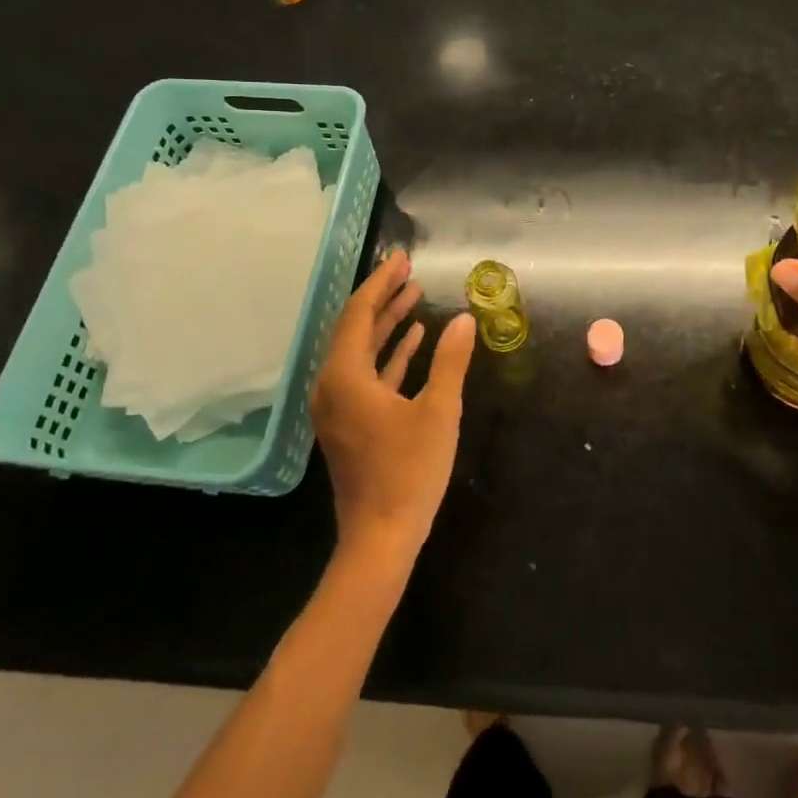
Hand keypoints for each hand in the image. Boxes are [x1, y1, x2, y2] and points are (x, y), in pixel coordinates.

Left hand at [311, 252, 476, 557]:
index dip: (381, 283)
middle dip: (383, 297)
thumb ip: (450, 361)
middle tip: (409, 271)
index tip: (402, 259)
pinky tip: (413, 340)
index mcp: (345, 377)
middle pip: (356, 328)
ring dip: (388, 324)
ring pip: (362, 351)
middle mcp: (332, 385)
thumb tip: (465, 320)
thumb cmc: (409, 472)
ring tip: (414, 296)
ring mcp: (338, 406)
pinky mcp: (349, 423)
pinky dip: (388, 355)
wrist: (380, 537)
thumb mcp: (438, 411)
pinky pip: (366, 375)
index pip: (359, 314)